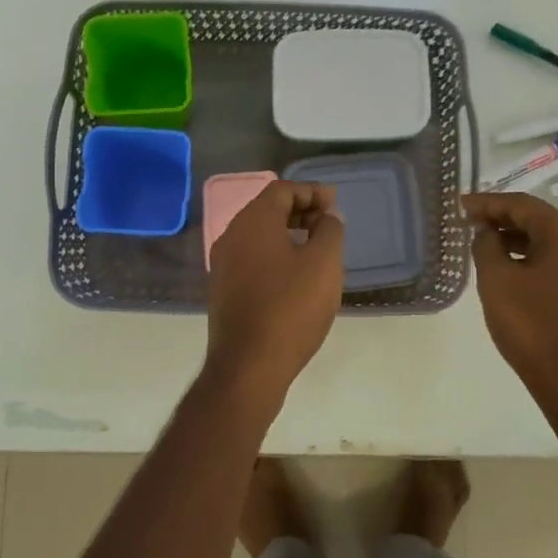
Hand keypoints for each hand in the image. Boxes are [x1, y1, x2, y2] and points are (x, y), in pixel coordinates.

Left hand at [204, 181, 344, 412]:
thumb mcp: (324, 264)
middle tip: (328, 225)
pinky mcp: (223, 291)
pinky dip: (275, 256)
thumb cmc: (291, 308)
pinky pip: (251, 259)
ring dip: (288, 234)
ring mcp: (222, 265)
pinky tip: (295, 277)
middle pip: (267, 210)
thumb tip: (327, 216)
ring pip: (258, 236)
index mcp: (253, 222)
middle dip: (300, 211)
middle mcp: (231, 236)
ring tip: (316, 250)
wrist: (248, 367)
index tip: (335, 206)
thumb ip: (330, 230)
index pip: (282, 190)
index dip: (311, 192)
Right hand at [462, 191, 557, 405]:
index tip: (461, 205)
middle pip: (540, 219)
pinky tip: (510, 268)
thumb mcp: (496, 279)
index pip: (523, 205)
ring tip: (484, 244)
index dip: (488, 202)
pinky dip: (533, 257)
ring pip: (550, 241)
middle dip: (503, 218)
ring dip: (517, 238)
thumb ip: (486, 245)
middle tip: (470, 222)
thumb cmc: (531, 325)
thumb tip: (488, 233)